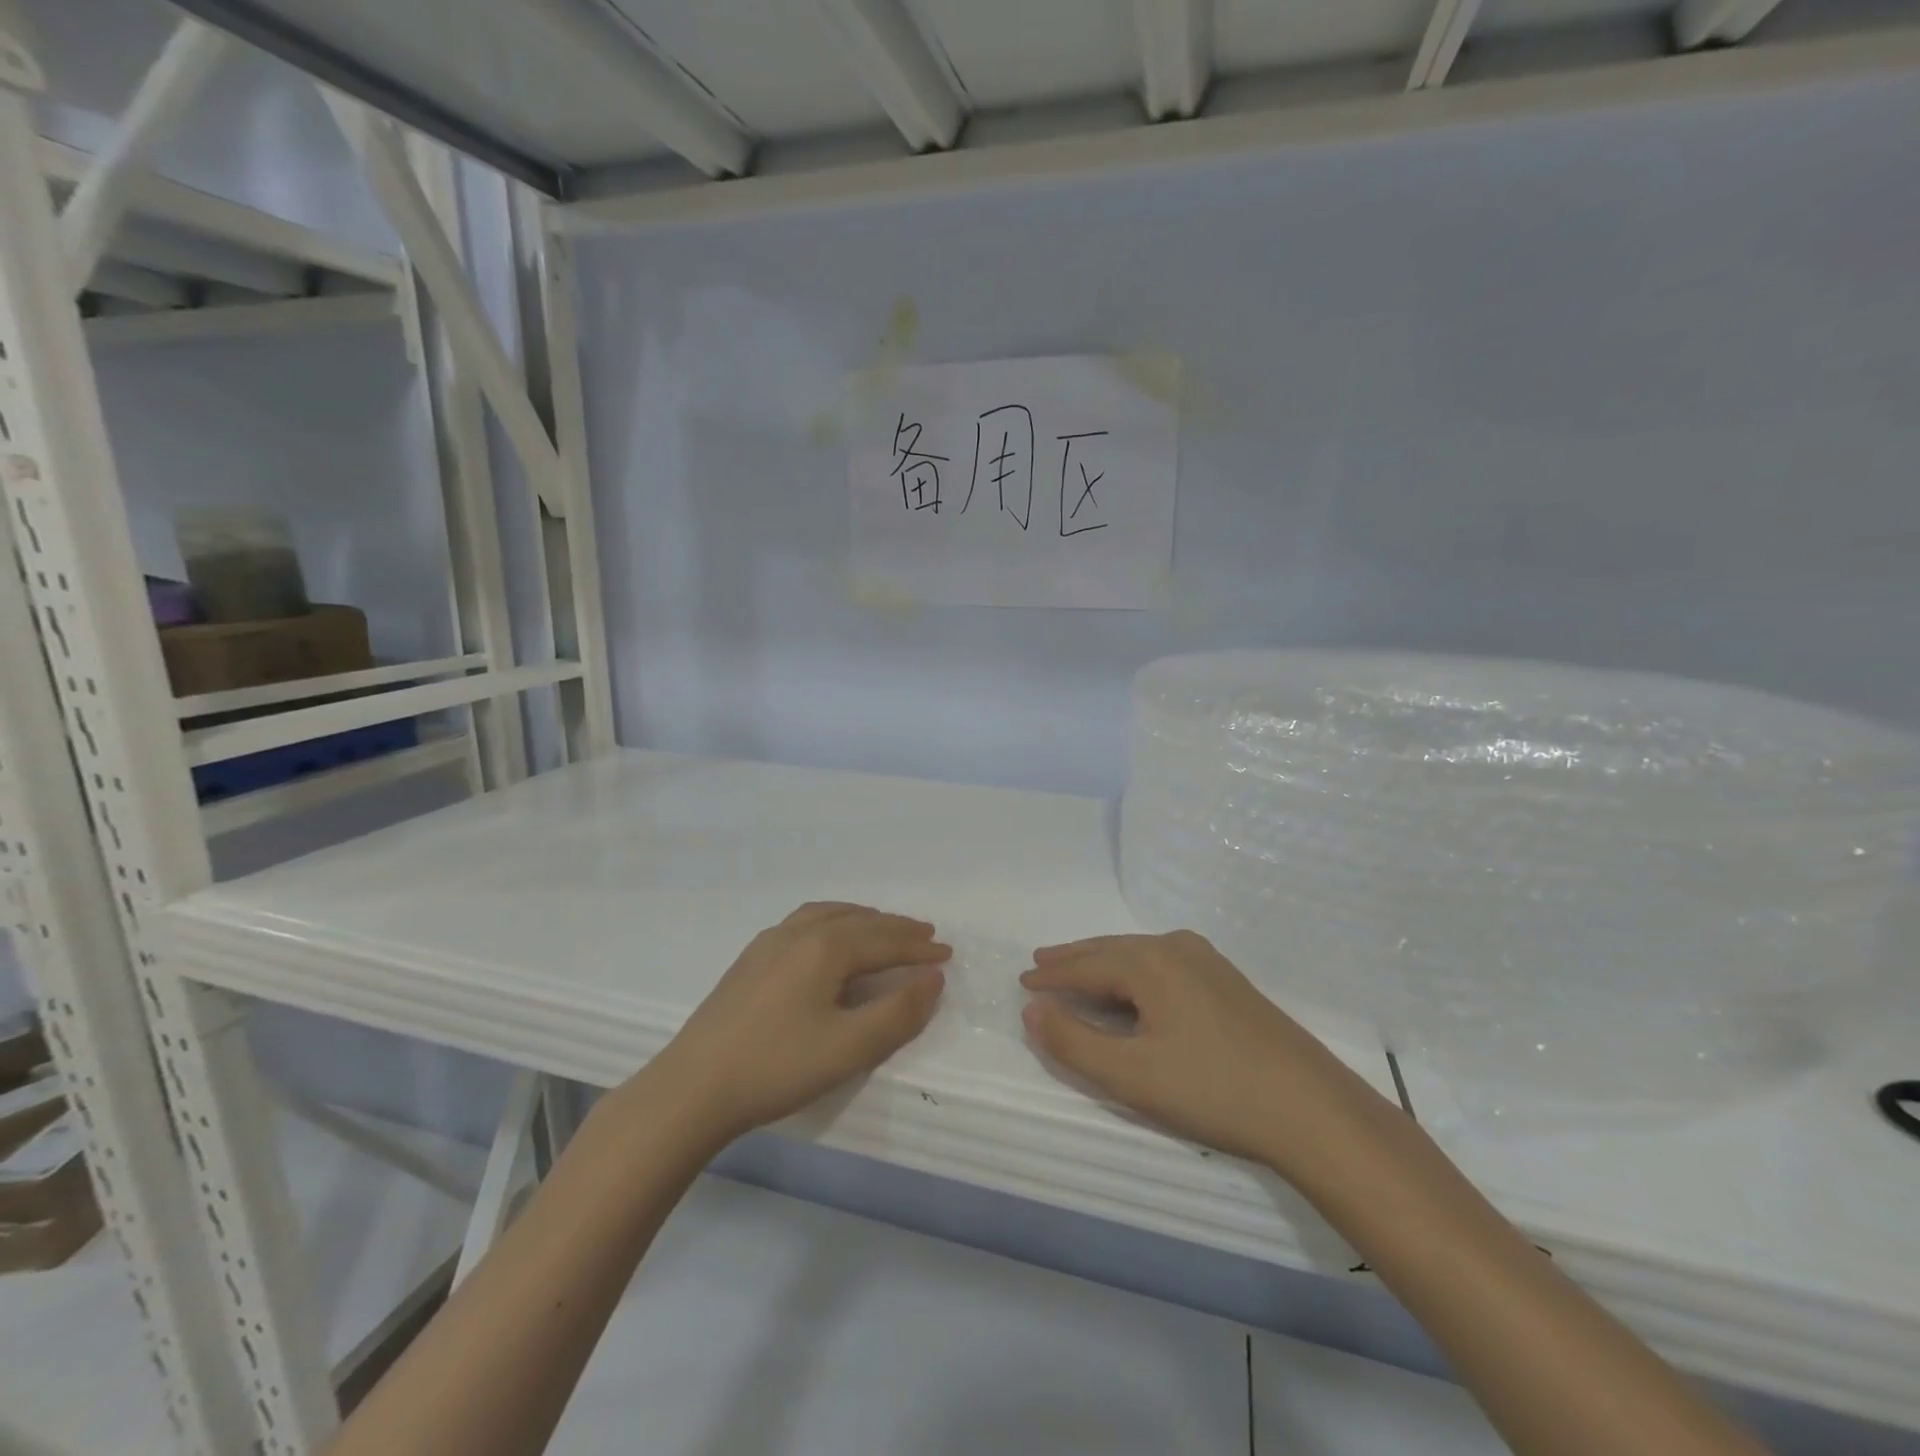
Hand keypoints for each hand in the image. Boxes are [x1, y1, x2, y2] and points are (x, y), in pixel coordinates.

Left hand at [650, 903, 949, 1146]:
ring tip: (883, 928)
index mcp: (826, 947)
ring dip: (863, 920)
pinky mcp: (750, 959)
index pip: (885, 941)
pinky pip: (804, 923)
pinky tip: (827, 940)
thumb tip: (933, 979)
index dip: (919, 949)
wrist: (692, 1088)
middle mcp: (799, 932)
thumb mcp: (849, 1048)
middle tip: (926, 937)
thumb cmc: (777, 1067)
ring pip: (829, 916)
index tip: (948, 956)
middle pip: (859, 921)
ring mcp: (769, 942)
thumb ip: (898, 1013)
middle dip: (896, 929)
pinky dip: (833, 922)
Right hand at [1020, 930, 1393, 1175]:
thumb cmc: (1212, 1090)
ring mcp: (1207, 962)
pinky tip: (1133, 991)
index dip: (1051, 975)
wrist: (1312, 1110)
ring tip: (1078, 972)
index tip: (1022, 980)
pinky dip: (1134, 975)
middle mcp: (1176, 948)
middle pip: (1110, 950)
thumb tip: (1032, 1011)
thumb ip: (1073, 1042)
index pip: (1085, 965)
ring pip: (1139, 956)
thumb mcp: (1130, 1075)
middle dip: (1073, 959)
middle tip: (1041, 964)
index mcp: (1150, 962)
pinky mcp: (1228, 983)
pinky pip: (1163, 966)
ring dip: (1104, 965)